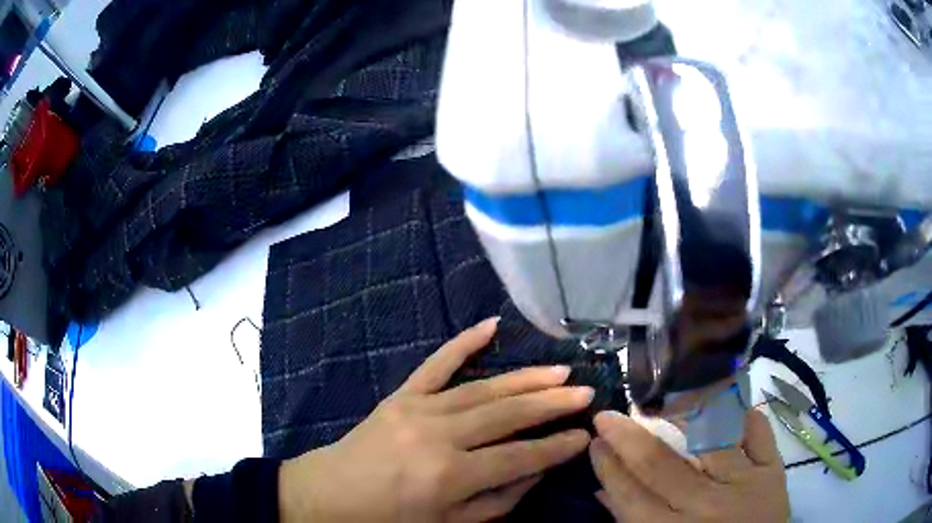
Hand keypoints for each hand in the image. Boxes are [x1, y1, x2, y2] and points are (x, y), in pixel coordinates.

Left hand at [280, 318, 593, 522]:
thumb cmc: (388, 520)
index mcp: (449, 476)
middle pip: (507, 415)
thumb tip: (537, 472)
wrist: (328, 495)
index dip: (556, 448)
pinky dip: (463, 342)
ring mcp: (416, 409)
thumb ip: (497, 500)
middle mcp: (437, 436)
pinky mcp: (400, 396)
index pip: (519, 458)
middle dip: (552, 403)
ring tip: (560, 370)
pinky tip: (490, 325)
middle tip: (586, 391)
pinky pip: (435, 364)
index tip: (585, 435)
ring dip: (525, 378)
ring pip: (482, 388)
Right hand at [589, 410, 789, 522]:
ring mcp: (743, 482)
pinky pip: (756, 431)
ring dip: (682, 411)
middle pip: (660, 466)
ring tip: (659, 394)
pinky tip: (721, 396)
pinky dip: (740, 411)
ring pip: (709, 439)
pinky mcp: (772, 468)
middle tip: (608, 415)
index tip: (594, 440)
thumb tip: (602, 491)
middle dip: (628, 438)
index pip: (630, 495)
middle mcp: (705, 506)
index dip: (609, 466)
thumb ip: (632, 521)